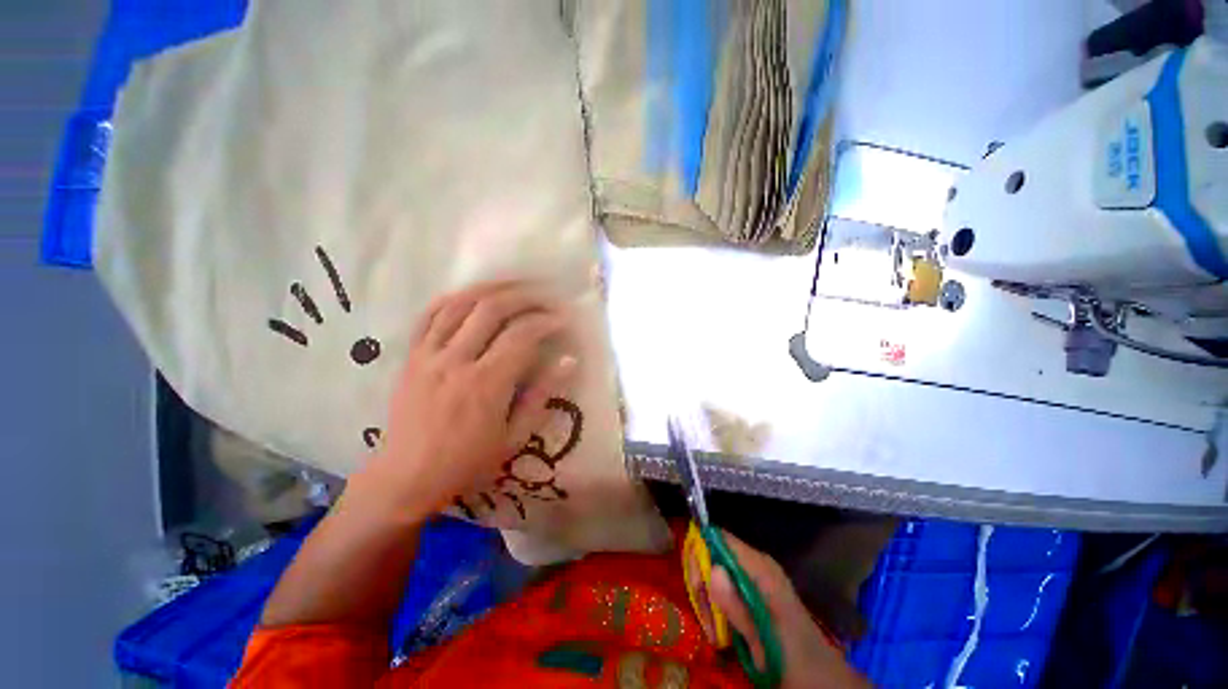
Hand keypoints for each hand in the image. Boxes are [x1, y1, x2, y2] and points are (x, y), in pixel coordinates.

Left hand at [346, 281, 576, 519]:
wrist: (406, 477)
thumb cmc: (467, 463)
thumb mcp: (514, 437)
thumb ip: (541, 395)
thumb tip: (568, 361)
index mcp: (486, 384)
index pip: (522, 336)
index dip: (546, 322)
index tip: (562, 320)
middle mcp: (456, 360)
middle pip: (492, 309)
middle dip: (524, 296)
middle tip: (544, 298)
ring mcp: (429, 355)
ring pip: (460, 304)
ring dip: (492, 289)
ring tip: (514, 286)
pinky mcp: (411, 356)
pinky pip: (429, 315)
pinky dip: (453, 299)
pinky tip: (472, 295)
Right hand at [708, 532, 868, 688]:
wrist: (822, 678)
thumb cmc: (795, 658)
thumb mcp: (765, 638)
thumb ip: (739, 607)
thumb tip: (712, 570)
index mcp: (760, 568)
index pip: (718, 538)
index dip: (700, 552)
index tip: (695, 587)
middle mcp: (755, 565)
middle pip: (713, 555)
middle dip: (703, 584)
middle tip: (707, 621)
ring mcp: (754, 578)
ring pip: (715, 573)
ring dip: (708, 600)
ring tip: (714, 632)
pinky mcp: (753, 592)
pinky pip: (724, 587)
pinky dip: (717, 607)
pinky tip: (722, 630)